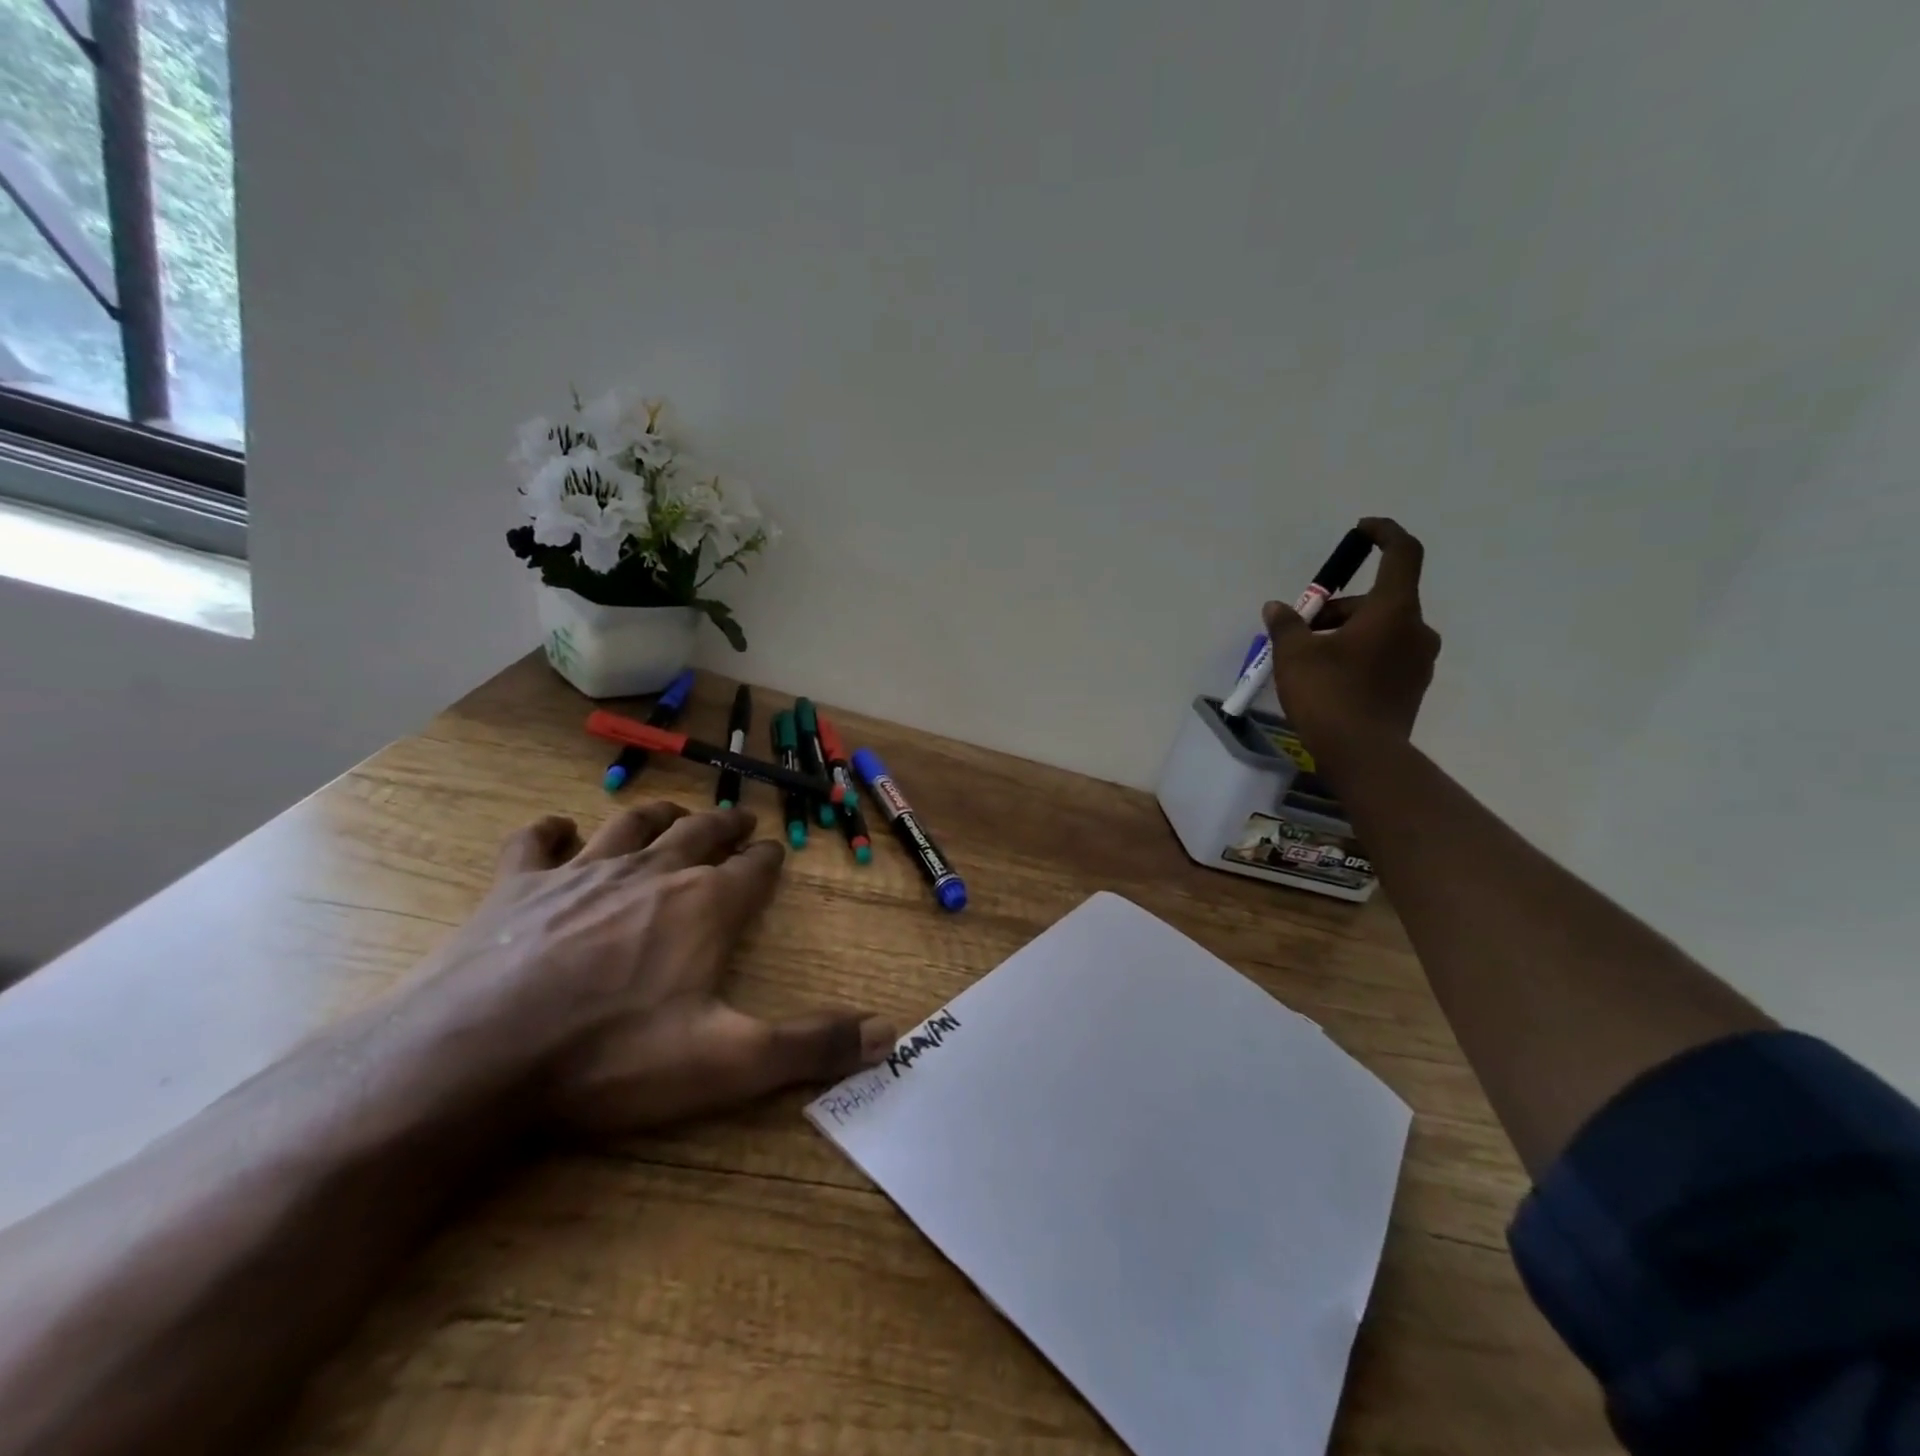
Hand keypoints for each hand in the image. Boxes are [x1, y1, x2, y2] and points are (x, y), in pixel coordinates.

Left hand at [418, 803, 892, 1136]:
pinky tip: (558, 831)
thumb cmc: (612, 1057)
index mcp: (703, 907)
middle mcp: (651, 874)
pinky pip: (537, 842)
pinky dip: (551, 832)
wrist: (477, 1057)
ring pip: (630, 824)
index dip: (766, 860)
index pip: (751, 869)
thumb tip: (891, 1034)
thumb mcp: (727, 1063)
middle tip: (739, 819)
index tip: (774, 853)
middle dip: (725, 825)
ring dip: (658, 814)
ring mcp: (580, 874)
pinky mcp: (516, 886)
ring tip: (673, 812)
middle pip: (699, 832)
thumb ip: (810, 1045)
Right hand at [1264, 517, 1440, 763]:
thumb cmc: (1329, 695)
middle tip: (1301, 628)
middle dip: (1338, 607)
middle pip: (1378, 600)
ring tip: (1308, 659)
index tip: (1361, 530)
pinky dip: (1359, 655)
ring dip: (1347, 633)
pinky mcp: (1412, 687)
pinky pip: (1384, 656)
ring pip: (1381, 630)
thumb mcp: (1295, 655)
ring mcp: (1418, 661)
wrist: (1364, 756)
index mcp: (1394, 610)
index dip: (1384, 534)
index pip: (1402, 554)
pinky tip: (1329, 679)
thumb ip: (1287, 625)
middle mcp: (1416, 629)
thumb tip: (1277, 607)